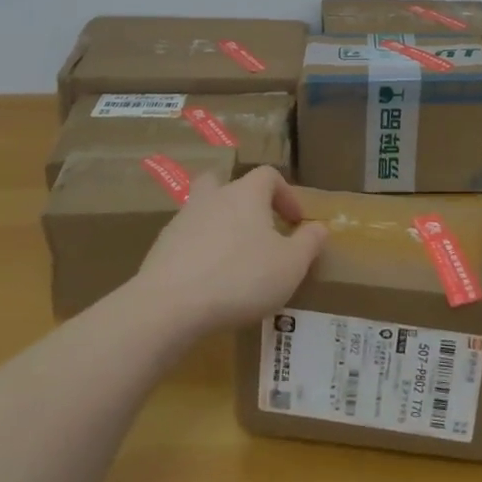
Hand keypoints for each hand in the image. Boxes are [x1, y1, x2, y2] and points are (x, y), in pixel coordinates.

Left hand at [137, 167, 326, 332]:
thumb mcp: (291, 265)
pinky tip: (207, 280)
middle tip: (256, 227)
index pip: (268, 176)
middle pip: (226, 183)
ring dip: (219, 226)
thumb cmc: (241, 278)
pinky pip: (186, 239)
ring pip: (203, 210)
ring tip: (232, 259)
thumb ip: (309, 243)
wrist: (169, 305)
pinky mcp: (161, 247)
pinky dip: (199, 251)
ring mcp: (182, 220)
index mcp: (246, 194)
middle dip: (242, 200)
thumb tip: (320, 227)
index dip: (286, 195)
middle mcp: (213, 197)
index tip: (295, 222)